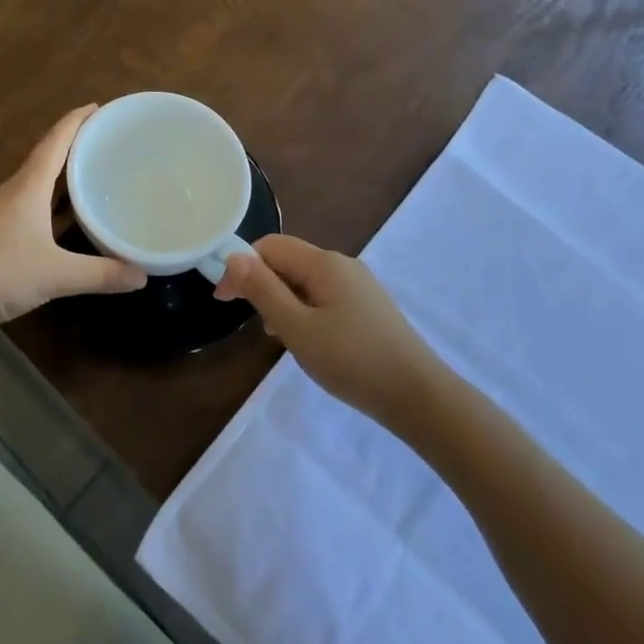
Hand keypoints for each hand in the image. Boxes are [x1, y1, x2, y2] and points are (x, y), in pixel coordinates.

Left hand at [0, 106, 144, 335]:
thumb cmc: (0, 274)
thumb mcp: (56, 275)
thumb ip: (101, 274)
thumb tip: (143, 275)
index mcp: (29, 186)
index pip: (56, 141)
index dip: (76, 120)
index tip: (99, 107)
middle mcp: (16, 190)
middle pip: (48, 154)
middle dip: (75, 141)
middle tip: (107, 137)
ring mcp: (4, 210)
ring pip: (39, 179)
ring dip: (64, 169)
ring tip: (94, 167)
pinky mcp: (0, 229)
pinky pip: (34, 200)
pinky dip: (55, 197)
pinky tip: (70, 213)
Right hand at [215, 234, 441, 425]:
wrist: (419, 397)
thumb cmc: (352, 360)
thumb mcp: (297, 328)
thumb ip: (263, 290)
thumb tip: (233, 257)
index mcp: (324, 263)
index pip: (270, 246)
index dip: (242, 267)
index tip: (224, 301)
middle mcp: (342, 264)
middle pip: (289, 260)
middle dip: (264, 285)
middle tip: (256, 324)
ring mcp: (360, 285)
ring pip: (306, 281)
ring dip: (284, 301)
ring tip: (283, 338)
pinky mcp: (370, 306)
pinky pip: (326, 296)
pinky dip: (307, 311)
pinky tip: (311, 342)